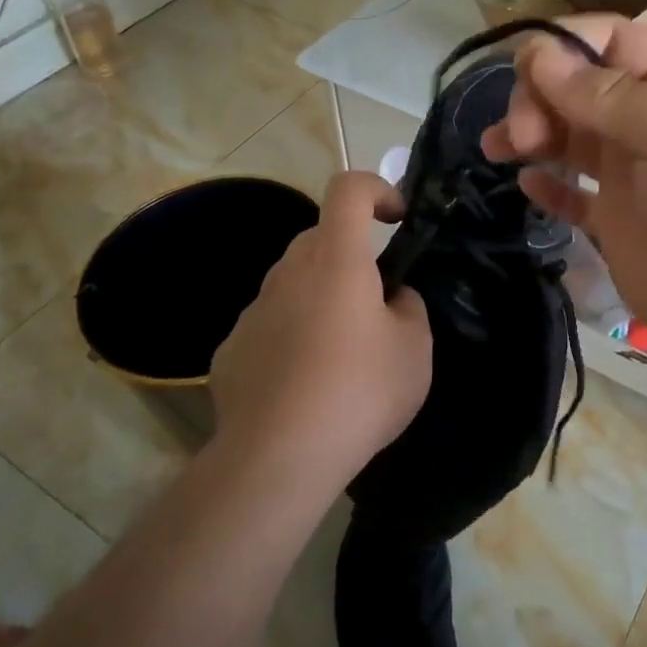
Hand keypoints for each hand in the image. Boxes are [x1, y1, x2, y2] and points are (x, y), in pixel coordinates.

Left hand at [208, 172, 431, 492]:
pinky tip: (301, 386)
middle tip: (376, 305)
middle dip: (352, 257)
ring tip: (340, 356)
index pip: (348, 188)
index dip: (377, 189)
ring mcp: (253, 310)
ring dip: (320, 299)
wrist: (278, 458)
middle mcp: (288, 272)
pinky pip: (269, 325)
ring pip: (294, 283)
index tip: (396, 220)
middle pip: (321, 239)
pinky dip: (290, 337)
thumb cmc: (358, 391)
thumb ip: (409, 308)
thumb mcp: (415, 350)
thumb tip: (392, 298)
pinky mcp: (231, 349)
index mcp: (336, 259)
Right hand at [480, 16, 646, 372]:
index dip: (561, 45)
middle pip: (576, 85)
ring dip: (528, 132)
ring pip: (565, 133)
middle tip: (522, 135)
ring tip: (499, 148)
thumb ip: (608, 95)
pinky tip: (526, 183)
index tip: (521, 71)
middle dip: (539, 96)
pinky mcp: (613, 218)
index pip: (607, 39)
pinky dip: (545, 182)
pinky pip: (569, 190)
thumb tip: (539, 54)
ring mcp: (629, 169)